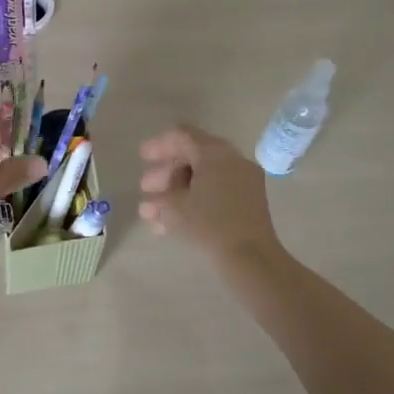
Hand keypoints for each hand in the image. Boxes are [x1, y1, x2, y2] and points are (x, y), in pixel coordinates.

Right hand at [139, 125, 282, 264]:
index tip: (142, 158)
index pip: (182, 136)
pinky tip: (175, 222)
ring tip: (155, 212)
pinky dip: (197, 199)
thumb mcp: (174, 207)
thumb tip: (155, 199)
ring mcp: (245, 180)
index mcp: (214, 152)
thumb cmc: (208, 224)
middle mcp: (232, 159)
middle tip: (146, 188)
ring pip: (204, 177)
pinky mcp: (251, 201)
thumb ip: (160, 197)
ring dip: (178, 190)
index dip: (159, 145)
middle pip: (193, 156)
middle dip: (166, 173)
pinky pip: (218, 191)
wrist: (251, 257)